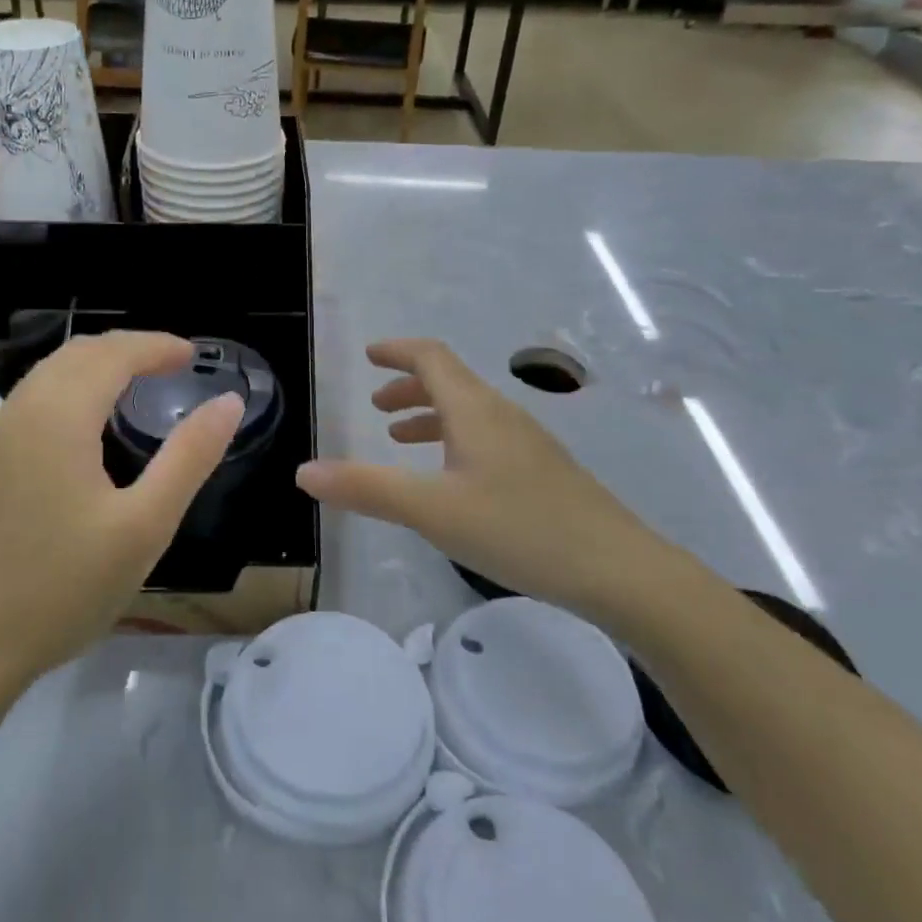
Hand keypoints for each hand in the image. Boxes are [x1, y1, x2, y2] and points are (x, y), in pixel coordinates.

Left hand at [0, 332, 243, 687]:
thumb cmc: (66, 587)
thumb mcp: (145, 525)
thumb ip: (189, 457)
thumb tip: (228, 402)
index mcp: (58, 417)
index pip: (111, 355)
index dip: (155, 346)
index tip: (193, 355)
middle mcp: (20, 413)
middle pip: (76, 355)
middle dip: (126, 349)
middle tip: (170, 365)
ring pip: (48, 376)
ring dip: (95, 368)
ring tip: (136, 386)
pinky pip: (32, 403)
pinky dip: (70, 392)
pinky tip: (89, 429)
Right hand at [295, 339, 681, 622]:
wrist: (618, 569)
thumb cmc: (518, 528)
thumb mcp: (431, 510)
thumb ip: (366, 488)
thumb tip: (303, 472)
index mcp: (474, 410)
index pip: (431, 357)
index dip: (397, 351)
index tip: (369, 355)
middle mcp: (502, 415)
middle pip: (450, 382)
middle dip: (408, 387)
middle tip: (376, 408)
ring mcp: (527, 443)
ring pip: (469, 412)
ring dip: (430, 415)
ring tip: (400, 440)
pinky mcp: (542, 472)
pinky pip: (486, 438)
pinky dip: (454, 441)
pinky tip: (451, 479)